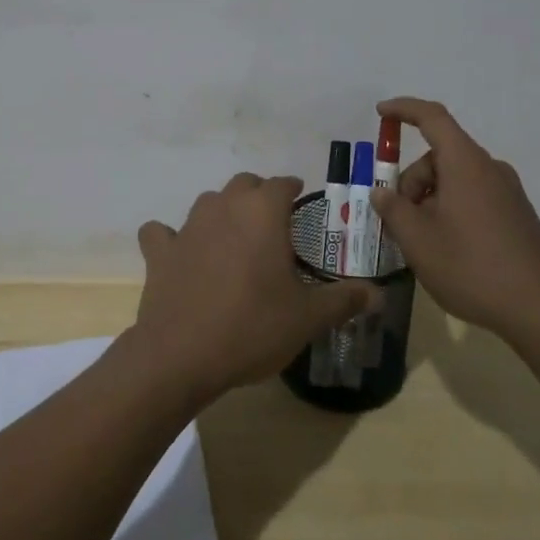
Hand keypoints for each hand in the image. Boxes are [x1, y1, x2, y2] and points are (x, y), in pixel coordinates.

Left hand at [130, 173, 378, 401]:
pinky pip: (162, 233)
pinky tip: (180, 254)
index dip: (294, 190)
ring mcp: (187, 227)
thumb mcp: (308, 317)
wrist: (181, 355)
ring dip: (223, 212)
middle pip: (244, 185)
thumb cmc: (252, 327)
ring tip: (235, 240)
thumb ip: (344, 299)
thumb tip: (378, 293)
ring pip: (208, 203)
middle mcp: (224, 207)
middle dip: (260, 196)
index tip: (302, 203)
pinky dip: (170, 238)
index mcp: (262, 213)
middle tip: (273, 225)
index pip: (282, 184)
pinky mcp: (160, 252)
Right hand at [369, 98, 539, 340]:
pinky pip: (474, 197)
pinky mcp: (517, 215)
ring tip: (422, 243)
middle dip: (412, 181)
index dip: (404, 109)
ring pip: (456, 180)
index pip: (432, 118)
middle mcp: (490, 169)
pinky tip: (448, 249)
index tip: (381, 113)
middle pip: (440, 157)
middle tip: (399, 222)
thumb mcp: (419, 241)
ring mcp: (508, 192)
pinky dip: (452, 210)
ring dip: (430, 200)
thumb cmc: (473, 267)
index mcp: (465, 163)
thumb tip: (382, 193)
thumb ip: (394, 210)